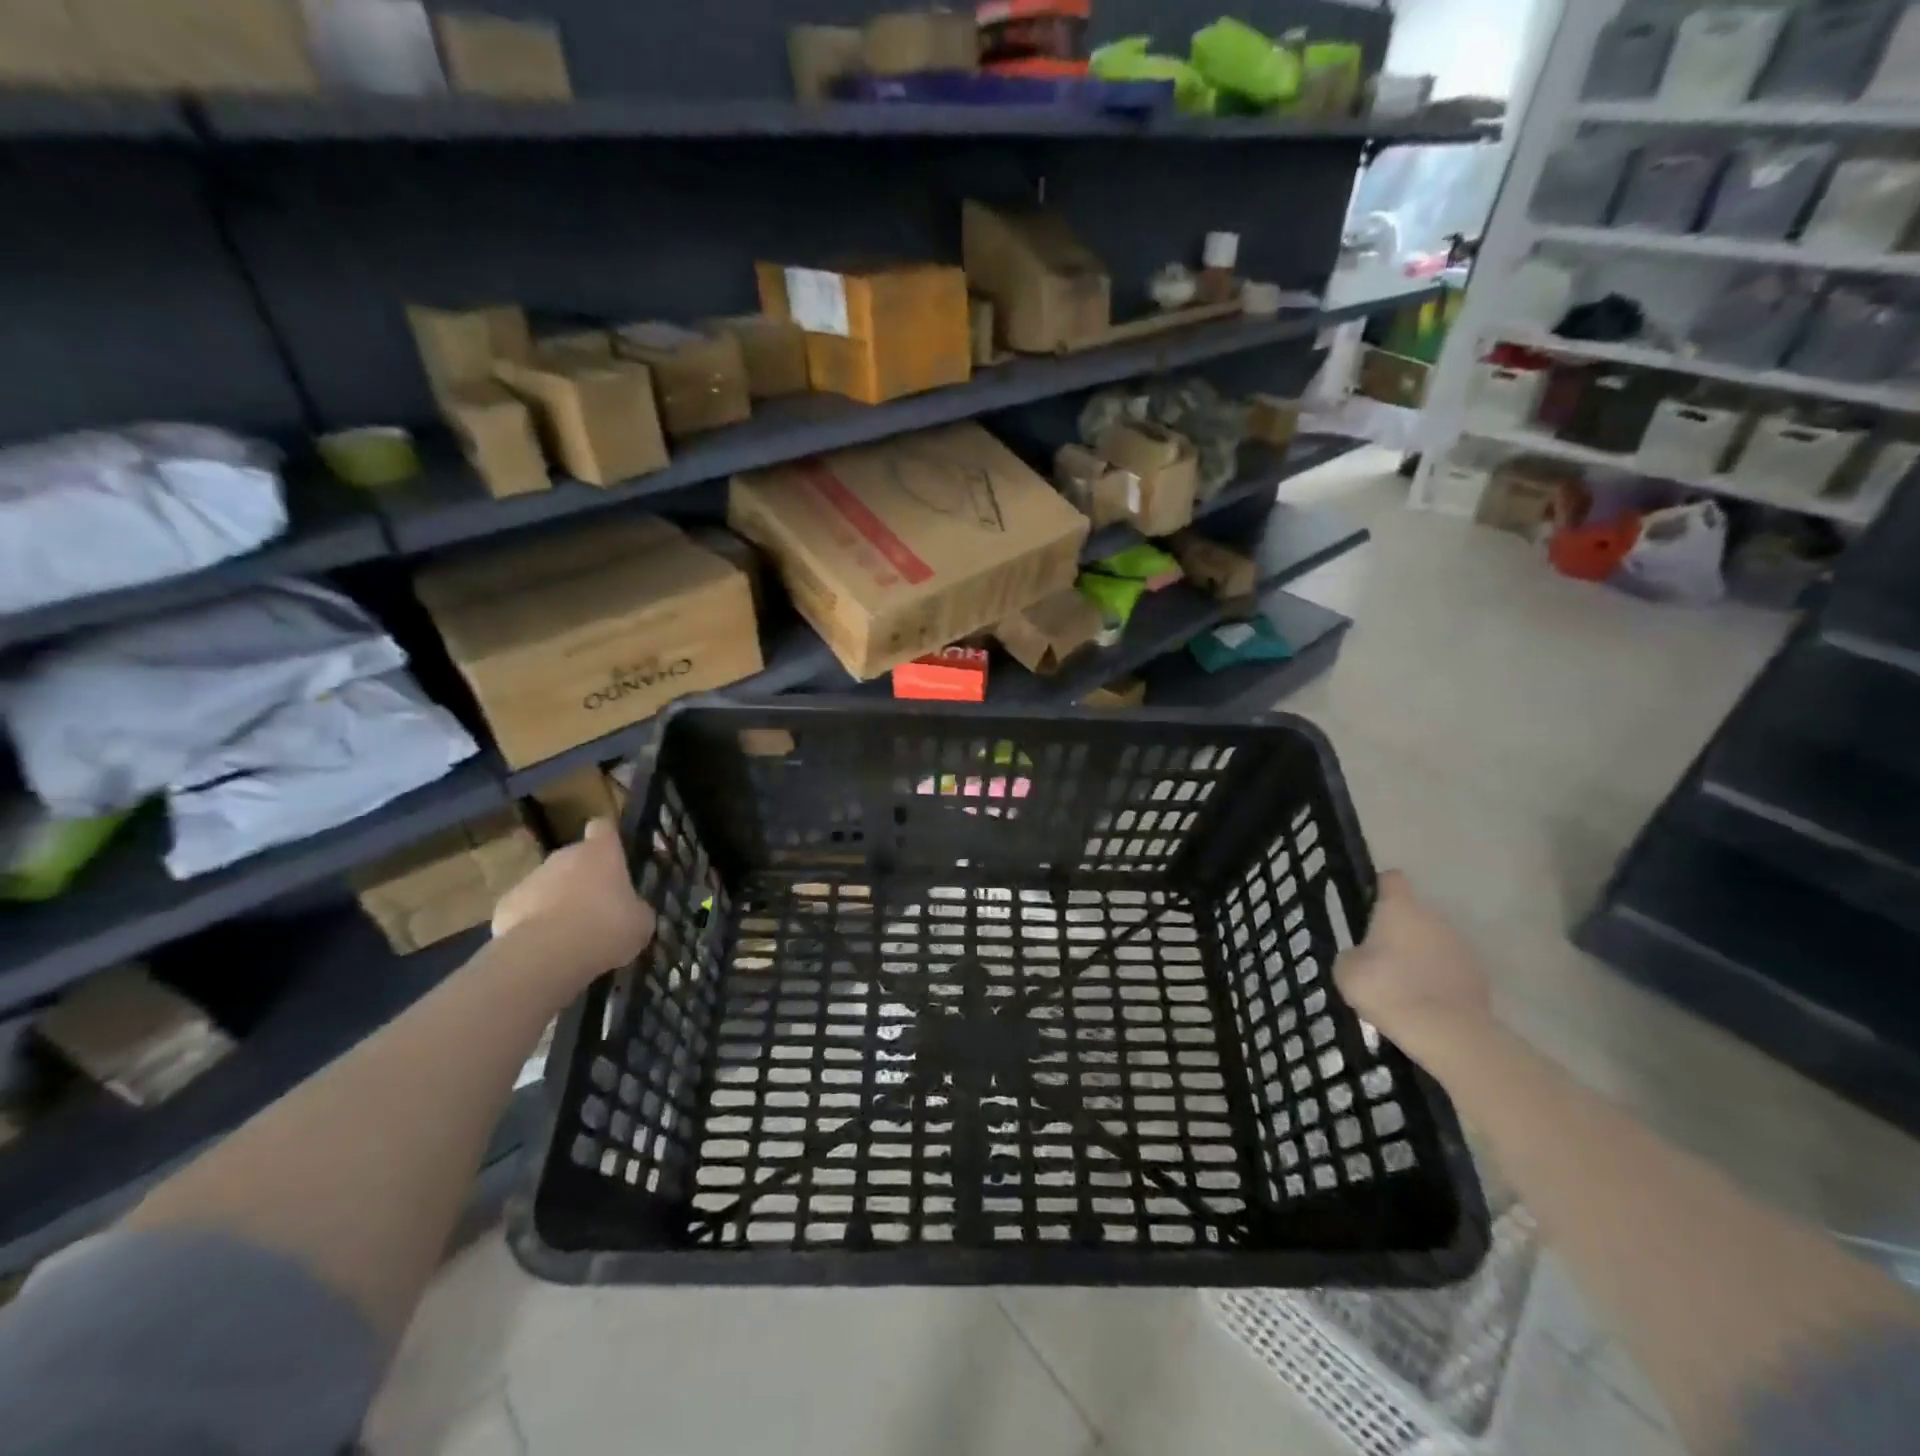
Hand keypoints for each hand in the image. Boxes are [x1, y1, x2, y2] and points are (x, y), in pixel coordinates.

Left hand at [493, 819, 655, 975]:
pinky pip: (524, 909)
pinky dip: (532, 923)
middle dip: (583, 878)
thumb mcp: (640, 921)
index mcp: (601, 852)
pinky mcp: (505, 905)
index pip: (603, 828)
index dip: (608, 839)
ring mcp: (531, 878)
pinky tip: (542, 946)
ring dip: (557, 901)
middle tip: (597, 908)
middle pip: (574, 858)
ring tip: (569, 934)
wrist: (548, 955)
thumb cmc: (607, 927)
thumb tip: (631, 910)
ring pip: (547, 884)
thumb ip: (635, 908)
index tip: (613, 854)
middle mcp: (564, 856)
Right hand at [1335, 871, 1492, 1063]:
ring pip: (1433, 941)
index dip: (1378, 888)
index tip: (1367, 906)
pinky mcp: (1478, 975)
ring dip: (1419, 954)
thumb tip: (1362, 957)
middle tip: (1378, 956)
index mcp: (1400, 907)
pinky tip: (1424, 1002)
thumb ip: (1353, 954)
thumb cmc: (1386, 988)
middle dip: (1398, 930)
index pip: (1391, 880)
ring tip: (1402, 984)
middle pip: (1413, 913)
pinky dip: (1438, 978)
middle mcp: (1434, 917)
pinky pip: (1450, 968)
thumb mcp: (1346, 969)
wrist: (1445, 1032)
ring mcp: (1461, 945)